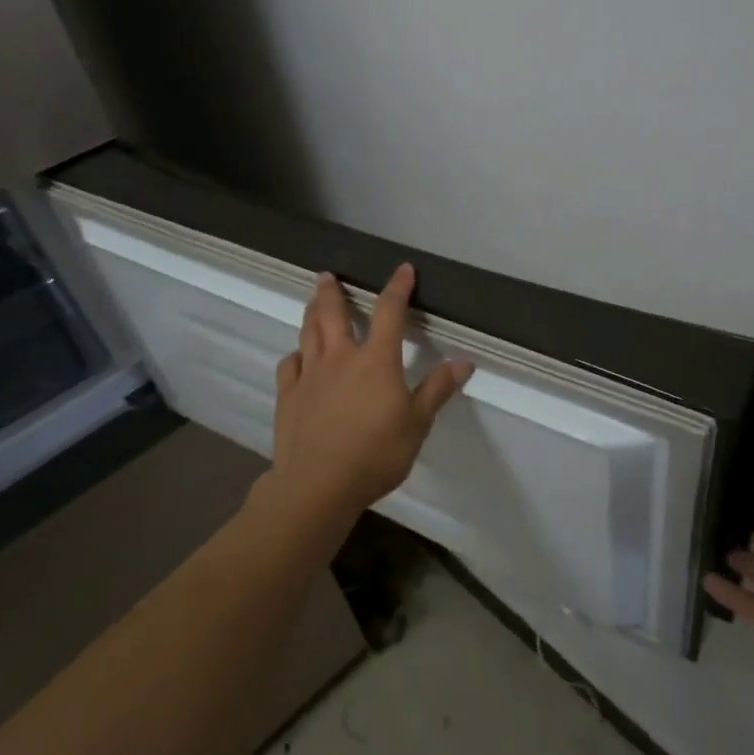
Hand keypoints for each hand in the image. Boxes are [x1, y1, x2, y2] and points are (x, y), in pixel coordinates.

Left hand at [264, 264, 472, 524]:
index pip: (390, 312)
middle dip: (333, 292)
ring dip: (312, 312)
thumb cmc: (376, 453)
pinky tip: (297, 357)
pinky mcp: (289, 396)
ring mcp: (310, 375)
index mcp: (376, 360)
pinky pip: (289, 365)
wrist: (318, 484)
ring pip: (309, 333)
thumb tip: (464, 362)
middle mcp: (340, 358)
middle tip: (327, 275)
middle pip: (334, 314)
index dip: (398, 288)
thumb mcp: (417, 423)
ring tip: (312, 300)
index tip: (403, 269)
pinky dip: (295, 355)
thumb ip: (437, 389)